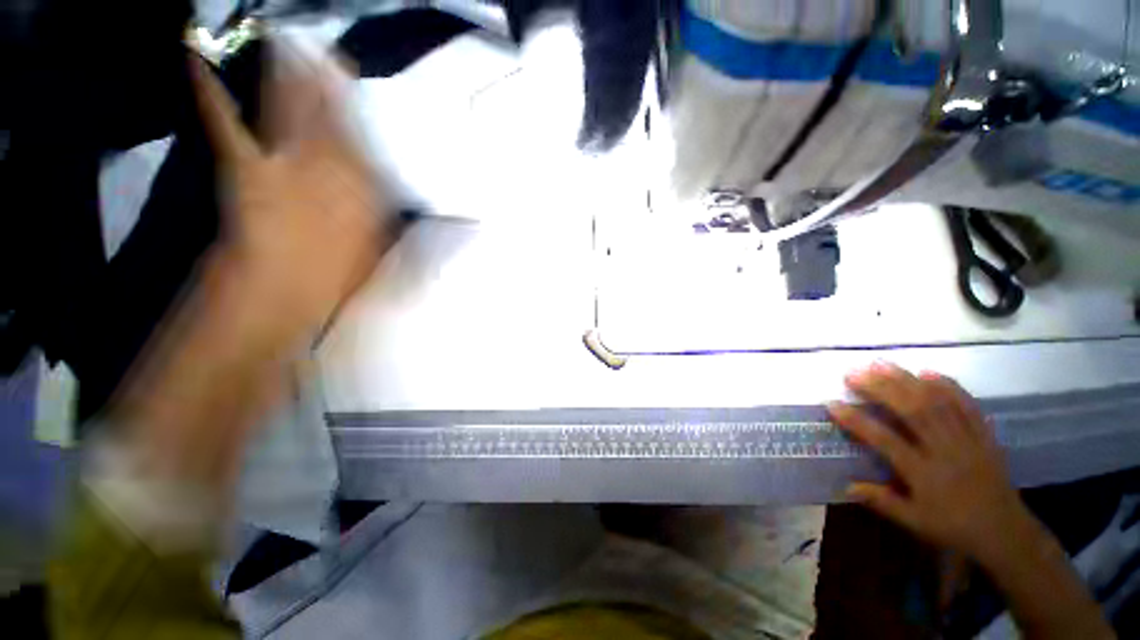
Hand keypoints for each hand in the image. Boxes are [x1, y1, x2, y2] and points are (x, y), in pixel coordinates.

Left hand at [189, 43, 387, 341]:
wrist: (282, 292)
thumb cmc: (337, 279)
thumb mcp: (377, 255)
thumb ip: (386, 226)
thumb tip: (400, 207)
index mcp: (367, 194)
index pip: (369, 150)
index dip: (364, 119)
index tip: (363, 95)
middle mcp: (334, 171)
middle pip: (335, 122)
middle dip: (332, 86)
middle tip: (332, 53)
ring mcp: (290, 165)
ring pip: (295, 113)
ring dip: (292, 77)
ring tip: (291, 43)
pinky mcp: (250, 168)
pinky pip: (230, 126)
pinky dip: (212, 95)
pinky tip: (197, 61)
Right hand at [828, 363, 1033, 562]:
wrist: (1007, 534)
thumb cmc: (955, 528)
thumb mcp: (916, 523)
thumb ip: (882, 502)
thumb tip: (847, 486)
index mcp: (925, 474)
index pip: (885, 441)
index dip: (856, 420)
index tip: (832, 403)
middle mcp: (945, 451)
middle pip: (913, 412)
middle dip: (881, 389)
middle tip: (854, 372)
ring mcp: (968, 440)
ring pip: (937, 403)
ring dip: (907, 380)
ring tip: (881, 364)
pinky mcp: (984, 435)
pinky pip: (967, 405)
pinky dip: (948, 386)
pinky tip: (929, 372)